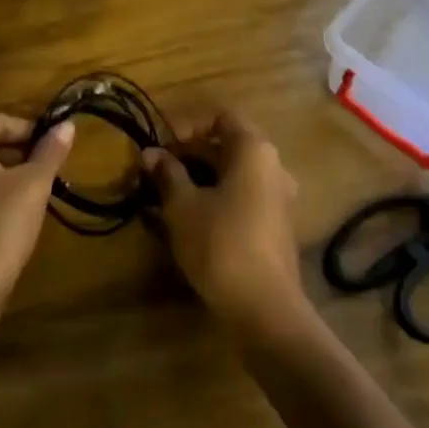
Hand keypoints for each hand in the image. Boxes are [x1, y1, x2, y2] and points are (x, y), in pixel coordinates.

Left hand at [0, 113, 73, 323]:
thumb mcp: (34, 183)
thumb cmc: (2, 222)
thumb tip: (67, 124)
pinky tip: (14, 215)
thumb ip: (50, 151)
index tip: (53, 146)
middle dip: (19, 152)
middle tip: (48, 168)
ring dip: (7, 175)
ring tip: (36, 192)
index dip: (28, 129)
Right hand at [143, 111, 307, 337]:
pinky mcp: (276, 226)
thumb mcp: (182, 206)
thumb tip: (150, 153)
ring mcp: (279, 197)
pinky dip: (217, 198)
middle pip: (227, 145)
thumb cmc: (220, 243)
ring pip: (234, 174)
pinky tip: (191, 219)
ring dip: (201, 178)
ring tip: (168, 196)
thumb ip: (167, 174)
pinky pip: (243, 197)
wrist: (265, 309)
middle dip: (190, 155)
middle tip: (156, 172)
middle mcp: (273, 166)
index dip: (187, 127)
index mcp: (253, 150)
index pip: (220, 118)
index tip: (161, 147)